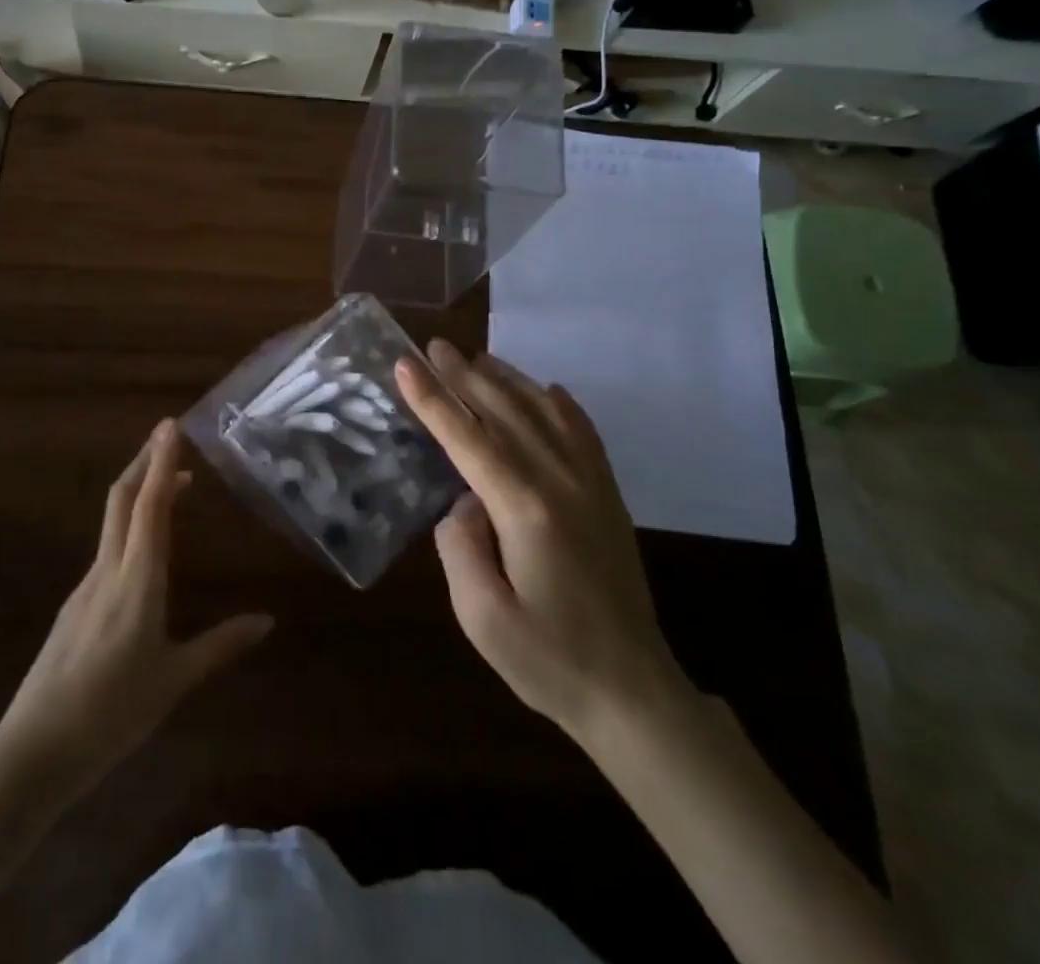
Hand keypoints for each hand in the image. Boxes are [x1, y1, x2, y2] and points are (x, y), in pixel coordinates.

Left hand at [0, 419, 272, 795]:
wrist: (34, 751)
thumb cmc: (112, 713)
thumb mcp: (175, 680)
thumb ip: (221, 645)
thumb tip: (267, 621)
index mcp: (136, 580)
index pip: (150, 506)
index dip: (162, 463)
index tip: (171, 426)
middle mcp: (107, 570)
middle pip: (122, 499)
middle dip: (146, 462)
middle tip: (169, 436)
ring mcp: (85, 585)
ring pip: (113, 520)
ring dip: (139, 491)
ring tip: (172, 485)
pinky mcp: (75, 604)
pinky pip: (107, 547)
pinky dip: (130, 525)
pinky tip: (145, 546)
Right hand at [395, 341, 688, 742]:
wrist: (633, 692)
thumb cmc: (550, 660)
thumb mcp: (482, 618)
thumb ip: (459, 548)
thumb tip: (463, 503)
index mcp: (526, 509)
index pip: (469, 439)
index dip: (433, 401)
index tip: (406, 364)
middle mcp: (561, 482)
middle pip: (505, 413)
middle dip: (465, 377)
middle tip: (435, 346)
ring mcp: (591, 486)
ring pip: (544, 413)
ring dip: (508, 381)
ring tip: (477, 358)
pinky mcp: (608, 497)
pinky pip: (583, 433)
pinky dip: (561, 404)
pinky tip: (547, 390)